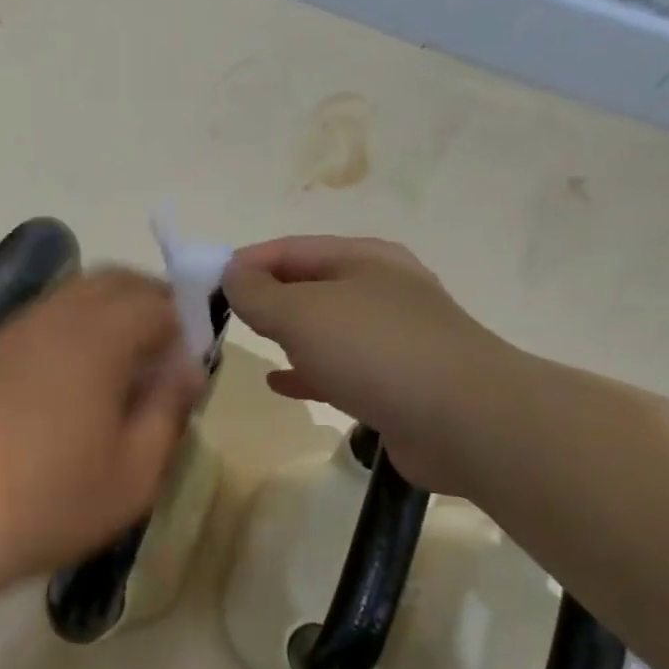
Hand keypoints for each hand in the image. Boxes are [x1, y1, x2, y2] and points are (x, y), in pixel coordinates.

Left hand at [0, 268, 203, 591]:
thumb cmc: (48, 502)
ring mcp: (10, 334)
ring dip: (105, 319)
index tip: (192, 363)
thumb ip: (167, 410)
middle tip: (161, 358)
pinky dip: (68, 335)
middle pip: (111, 283)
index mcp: (98, 338)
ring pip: (70, 299)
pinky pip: (39, 324)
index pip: (156, 300)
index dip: (186, 323)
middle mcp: (52, 318)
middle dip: (147, 306)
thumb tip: (187, 368)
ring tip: (116, 375)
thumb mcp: (133, 474)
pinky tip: (66, 388)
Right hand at [222, 236, 514, 491]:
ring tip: (246, 342)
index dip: (248, 261)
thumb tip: (232, 273)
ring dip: (286, 333)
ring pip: (324, 328)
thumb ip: (259, 293)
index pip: (292, 248)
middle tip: (222, 315)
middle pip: (309, 285)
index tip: (207, 283)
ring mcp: (392, 338)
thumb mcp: (303, 313)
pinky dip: (306, 371)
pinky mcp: (395, 382)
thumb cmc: (375, 350)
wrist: (462, 420)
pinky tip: (278, 382)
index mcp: (364, 259)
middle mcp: (380, 290)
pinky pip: (337, 369)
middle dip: (266, 297)